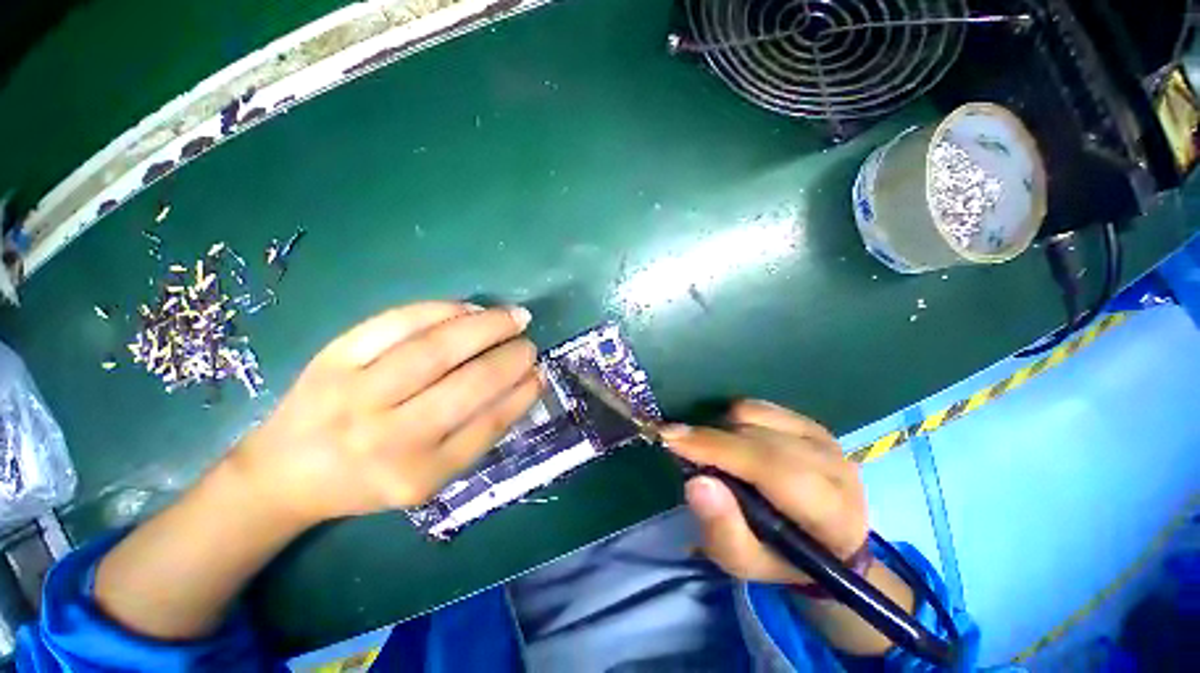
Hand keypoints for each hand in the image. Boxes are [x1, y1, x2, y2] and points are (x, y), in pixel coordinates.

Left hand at [231, 302, 540, 526]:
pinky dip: (442, 310)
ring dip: (486, 326)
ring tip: (514, 317)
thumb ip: (479, 433)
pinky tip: (469, 308)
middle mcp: (388, 437)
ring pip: (436, 347)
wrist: (286, 472)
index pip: (488, 424)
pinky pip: (398, 323)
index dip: (522, 392)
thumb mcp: (430, 476)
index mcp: (418, 474)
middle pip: (468, 383)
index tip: (541, 372)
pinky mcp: (333, 357)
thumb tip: (524, 383)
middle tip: (529, 343)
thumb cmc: (370, 479)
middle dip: (511, 357)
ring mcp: (356, 393)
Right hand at [662, 400, 867, 584]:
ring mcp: (823, 437)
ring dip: (723, 430)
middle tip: (681, 448)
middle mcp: (833, 465)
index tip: (670, 437)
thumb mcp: (746, 563)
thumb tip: (696, 482)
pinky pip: (758, 406)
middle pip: (757, 435)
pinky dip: (735, 420)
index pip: (768, 466)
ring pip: (754, 413)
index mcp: (829, 512)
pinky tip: (736, 442)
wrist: (828, 541)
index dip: (715, 447)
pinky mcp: (811, 421)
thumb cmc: (781, 557)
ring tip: (718, 455)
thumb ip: (722, 529)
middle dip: (710, 438)